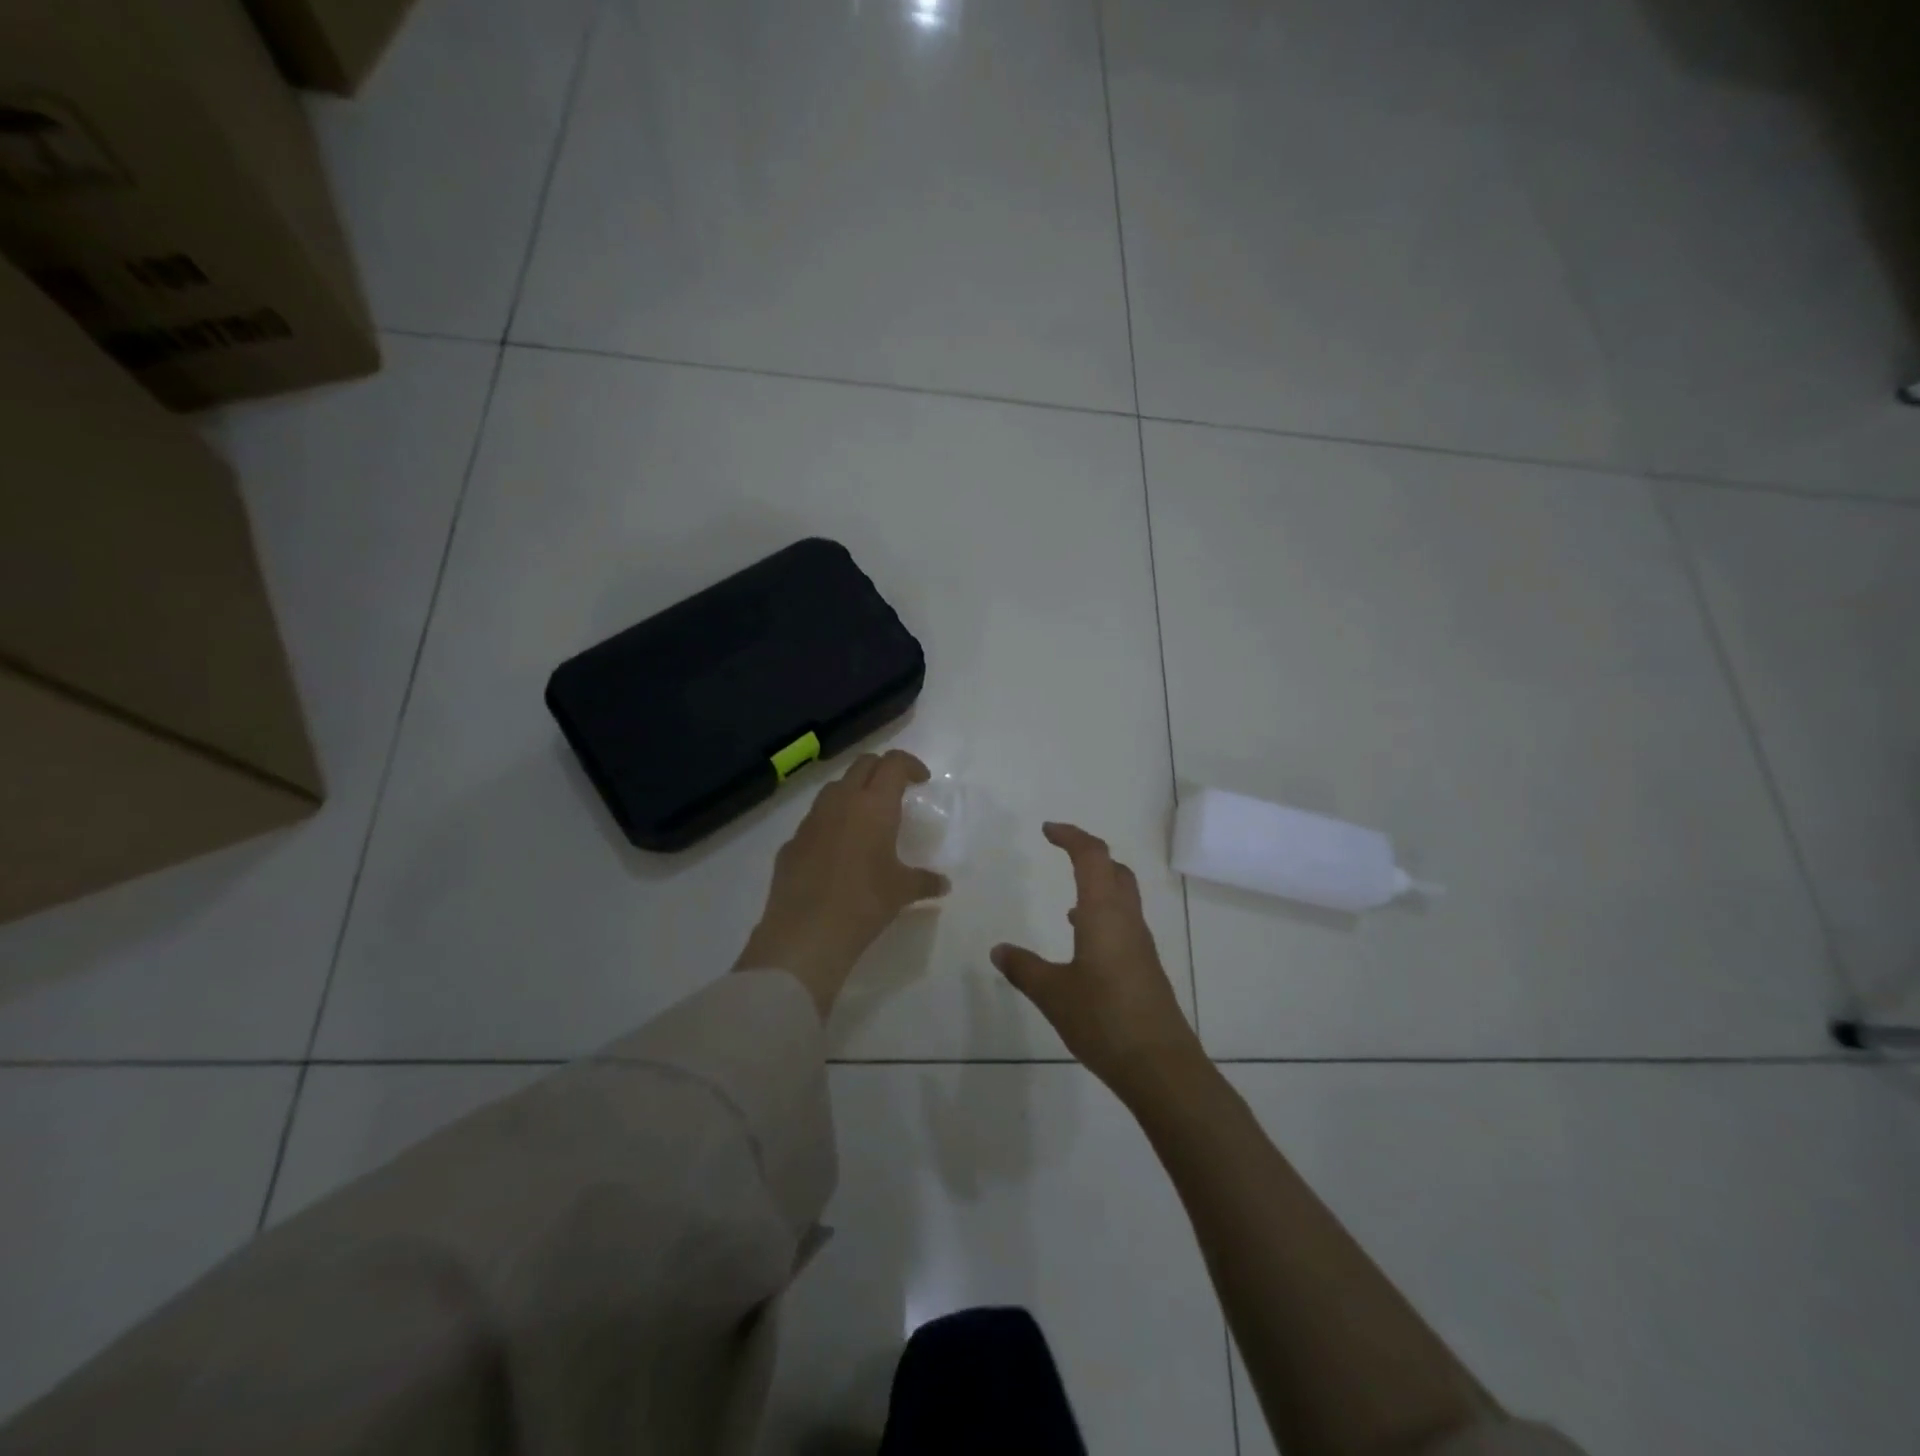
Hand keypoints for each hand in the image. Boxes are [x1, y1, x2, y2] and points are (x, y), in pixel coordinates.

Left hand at [736, 749, 949, 1014]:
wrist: (806, 934)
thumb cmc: (864, 903)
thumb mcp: (902, 892)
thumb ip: (925, 881)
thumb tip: (943, 884)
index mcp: (874, 805)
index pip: (893, 763)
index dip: (910, 765)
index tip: (921, 781)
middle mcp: (841, 802)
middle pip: (862, 765)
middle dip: (882, 770)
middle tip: (896, 791)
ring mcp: (811, 820)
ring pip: (834, 788)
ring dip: (853, 791)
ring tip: (866, 818)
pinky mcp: (791, 842)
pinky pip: (815, 820)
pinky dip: (830, 822)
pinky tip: (837, 851)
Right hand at [991, 822, 1204, 1096]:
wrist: (1160, 1065)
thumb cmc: (1104, 1020)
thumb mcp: (1052, 993)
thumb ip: (1023, 968)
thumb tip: (998, 950)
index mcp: (1104, 914)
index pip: (1092, 857)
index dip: (1071, 836)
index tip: (1047, 830)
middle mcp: (1126, 920)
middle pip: (1114, 869)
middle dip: (1089, 854)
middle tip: (1062, 851)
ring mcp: (1139, 943)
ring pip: (1122, 896)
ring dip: (1098, 884)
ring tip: (1069, 897)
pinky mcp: (1144, 966)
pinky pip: (1123, 922)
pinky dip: (1102, 914)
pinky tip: (1083, 940)